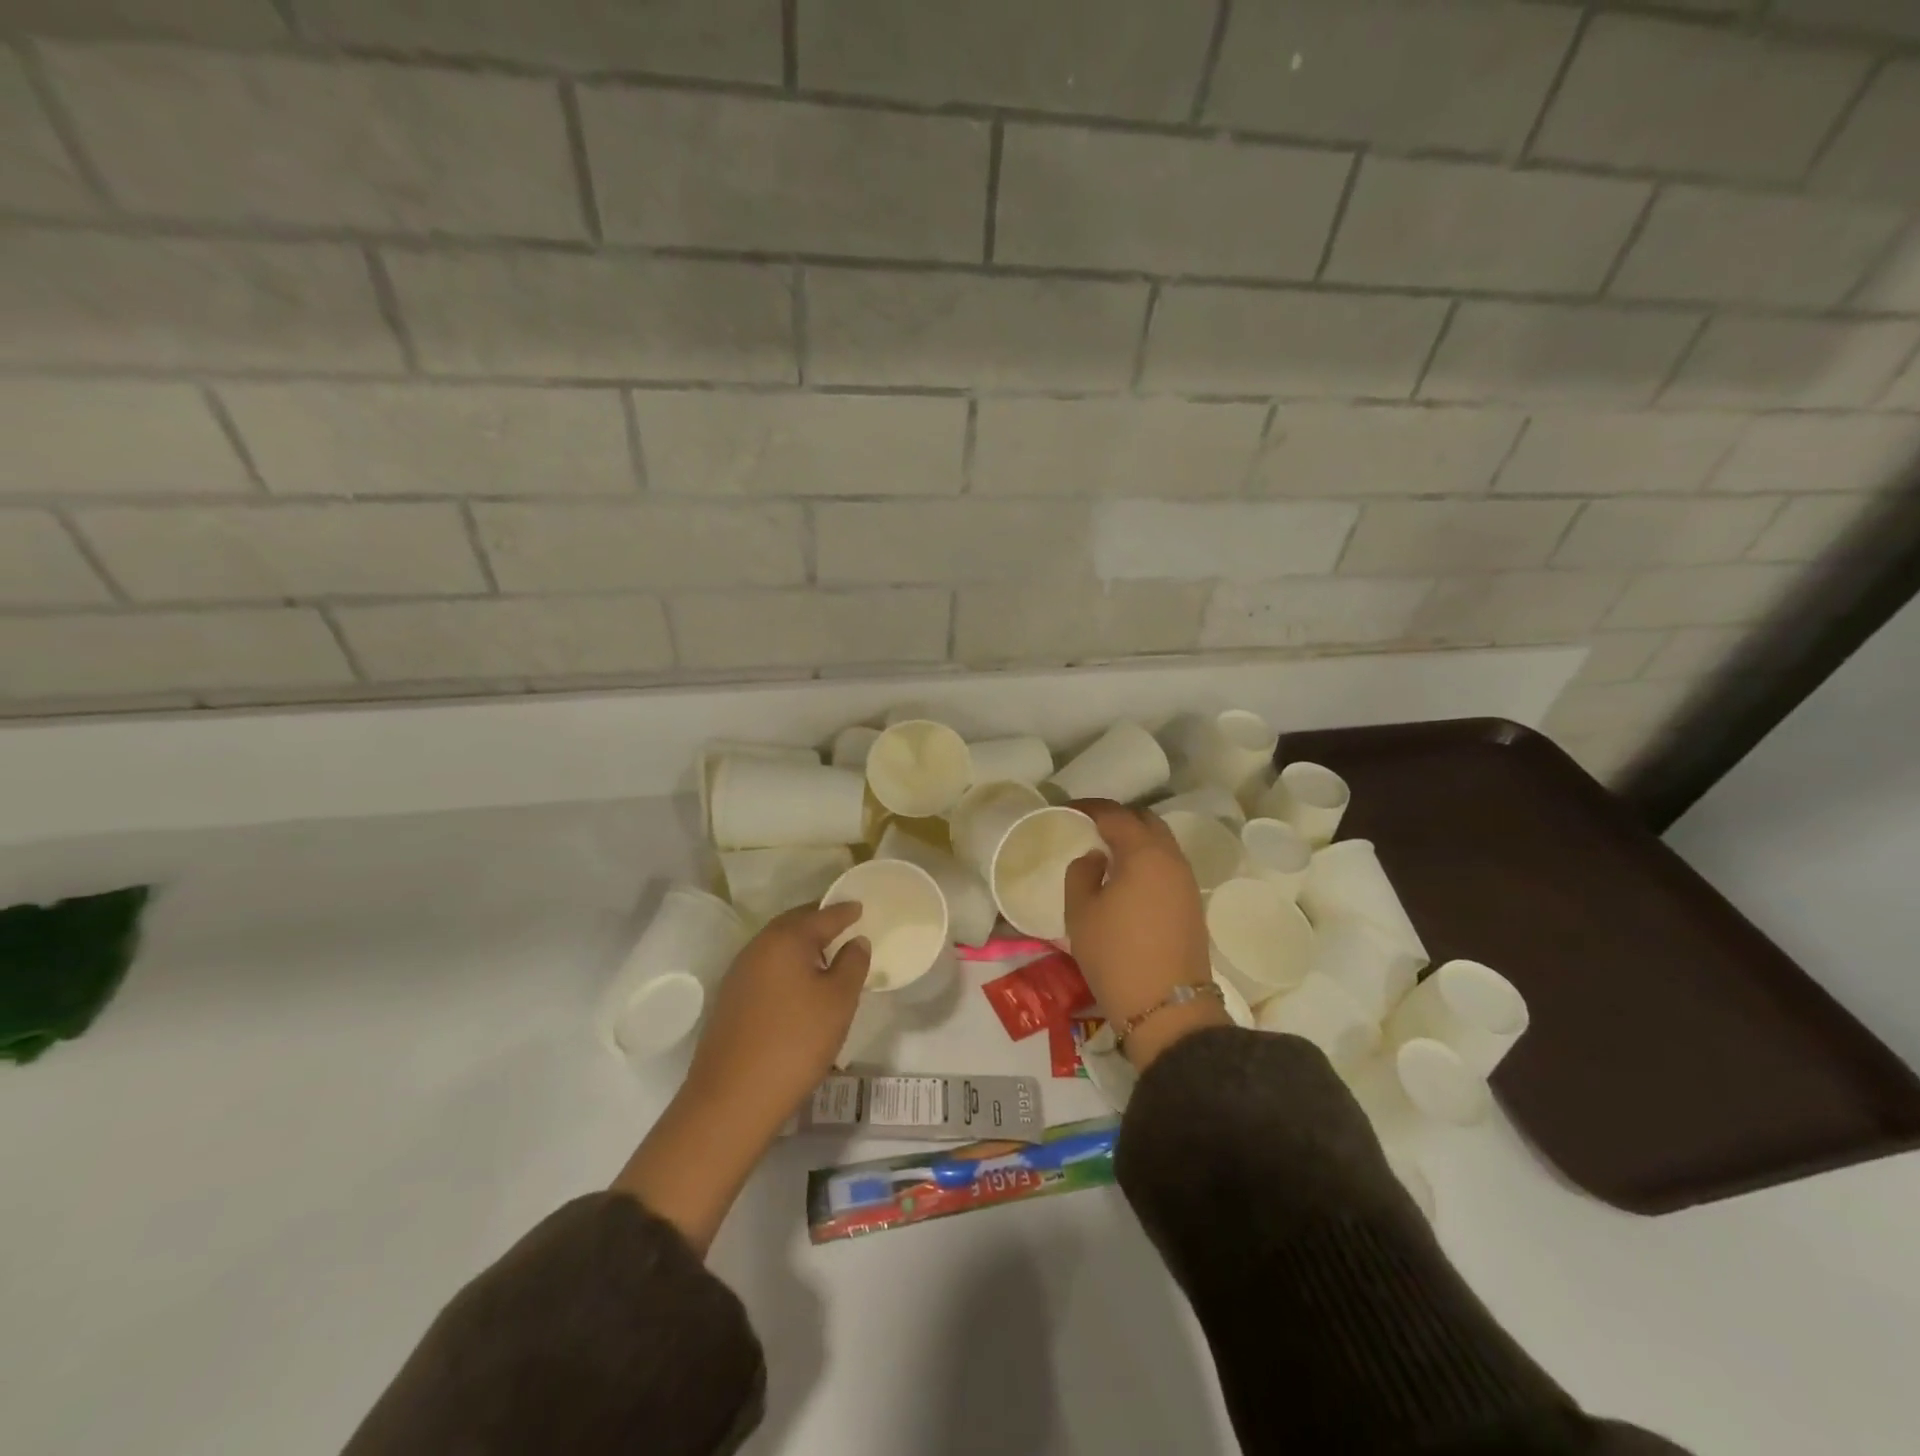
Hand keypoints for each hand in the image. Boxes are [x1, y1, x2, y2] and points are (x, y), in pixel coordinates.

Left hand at [612, 903, 867, 1252]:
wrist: (732, 1098)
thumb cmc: (796, 1041)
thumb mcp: (839, 1001)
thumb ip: (852, 964)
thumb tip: (855, 940)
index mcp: (786, 939)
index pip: (822, 915)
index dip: (845, 910)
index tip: (861, 906)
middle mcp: (758, 947)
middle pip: (795, 924)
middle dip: (819, 922)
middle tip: (844, 925)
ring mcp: (739, 973)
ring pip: (777, 946)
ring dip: (802, 945)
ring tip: (826, 955)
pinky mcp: (731, 999)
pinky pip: (766, 967)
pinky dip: (787, 966)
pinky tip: (799, 985)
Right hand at [1065, 800, 1227, 1069]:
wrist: (1167, 1009)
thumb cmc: (1116, 955)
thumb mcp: (1081, 913)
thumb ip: (1081, 873)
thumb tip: (1096, 858)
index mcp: (1144, 853)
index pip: (1116, 814)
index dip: (1090, 807)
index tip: (1067, 809)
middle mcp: (1172, 859)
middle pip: (1147, 822)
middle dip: (1118, 818)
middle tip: (1090, 827)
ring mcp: (1187, 882)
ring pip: (1161, 844)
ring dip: (1136, 840)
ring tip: (1107, 852)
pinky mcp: (1192, 905)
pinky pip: (1167, 866)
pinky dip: (1147, 861)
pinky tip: (1127, 878)